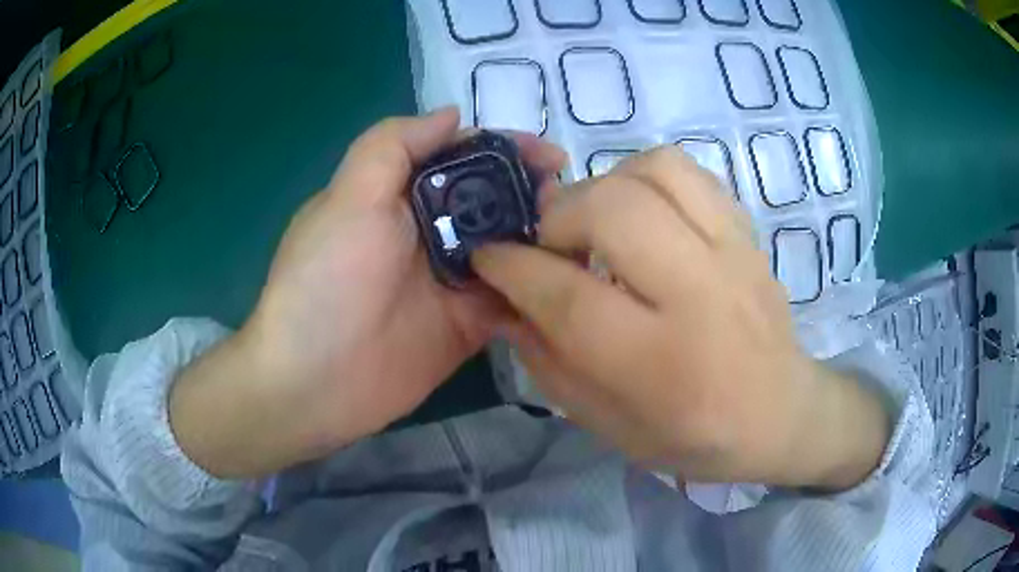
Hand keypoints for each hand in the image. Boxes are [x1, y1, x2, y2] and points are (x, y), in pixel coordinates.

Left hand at [169, 108, 566, 477]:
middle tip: (575, 205)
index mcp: (403, 196)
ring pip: (510, 250)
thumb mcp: (349, 196)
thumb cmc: (327, 280)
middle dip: (536, 195)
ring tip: (584, 240)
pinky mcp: (469, 326)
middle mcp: (431, 233)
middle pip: (494, 203)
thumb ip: (394, 145)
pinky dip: (540, 290)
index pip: (465, 159)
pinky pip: (513, 300)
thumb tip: (452, 114)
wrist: (314, 381)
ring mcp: (453, 282)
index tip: (553, 156)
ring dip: (544, 241)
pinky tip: (575, 283)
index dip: (507, 150)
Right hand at [473, 147, 889, 488]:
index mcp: (658, 364)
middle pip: (611, 209)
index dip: (511, 266)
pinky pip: (686, 170)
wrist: (780, 412)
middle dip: (557, 216)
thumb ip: (548, 363)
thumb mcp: (607, 424)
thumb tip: (504, 303)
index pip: (565, 294)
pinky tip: (638, 211)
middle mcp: (699, 295)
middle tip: (549, 244)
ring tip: (595, 222)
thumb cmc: (693, 435)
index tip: (486, 254)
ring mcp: (730, 252)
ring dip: (604, 185)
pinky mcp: (745, 230)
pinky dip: (644, 176)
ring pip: (654, 170)